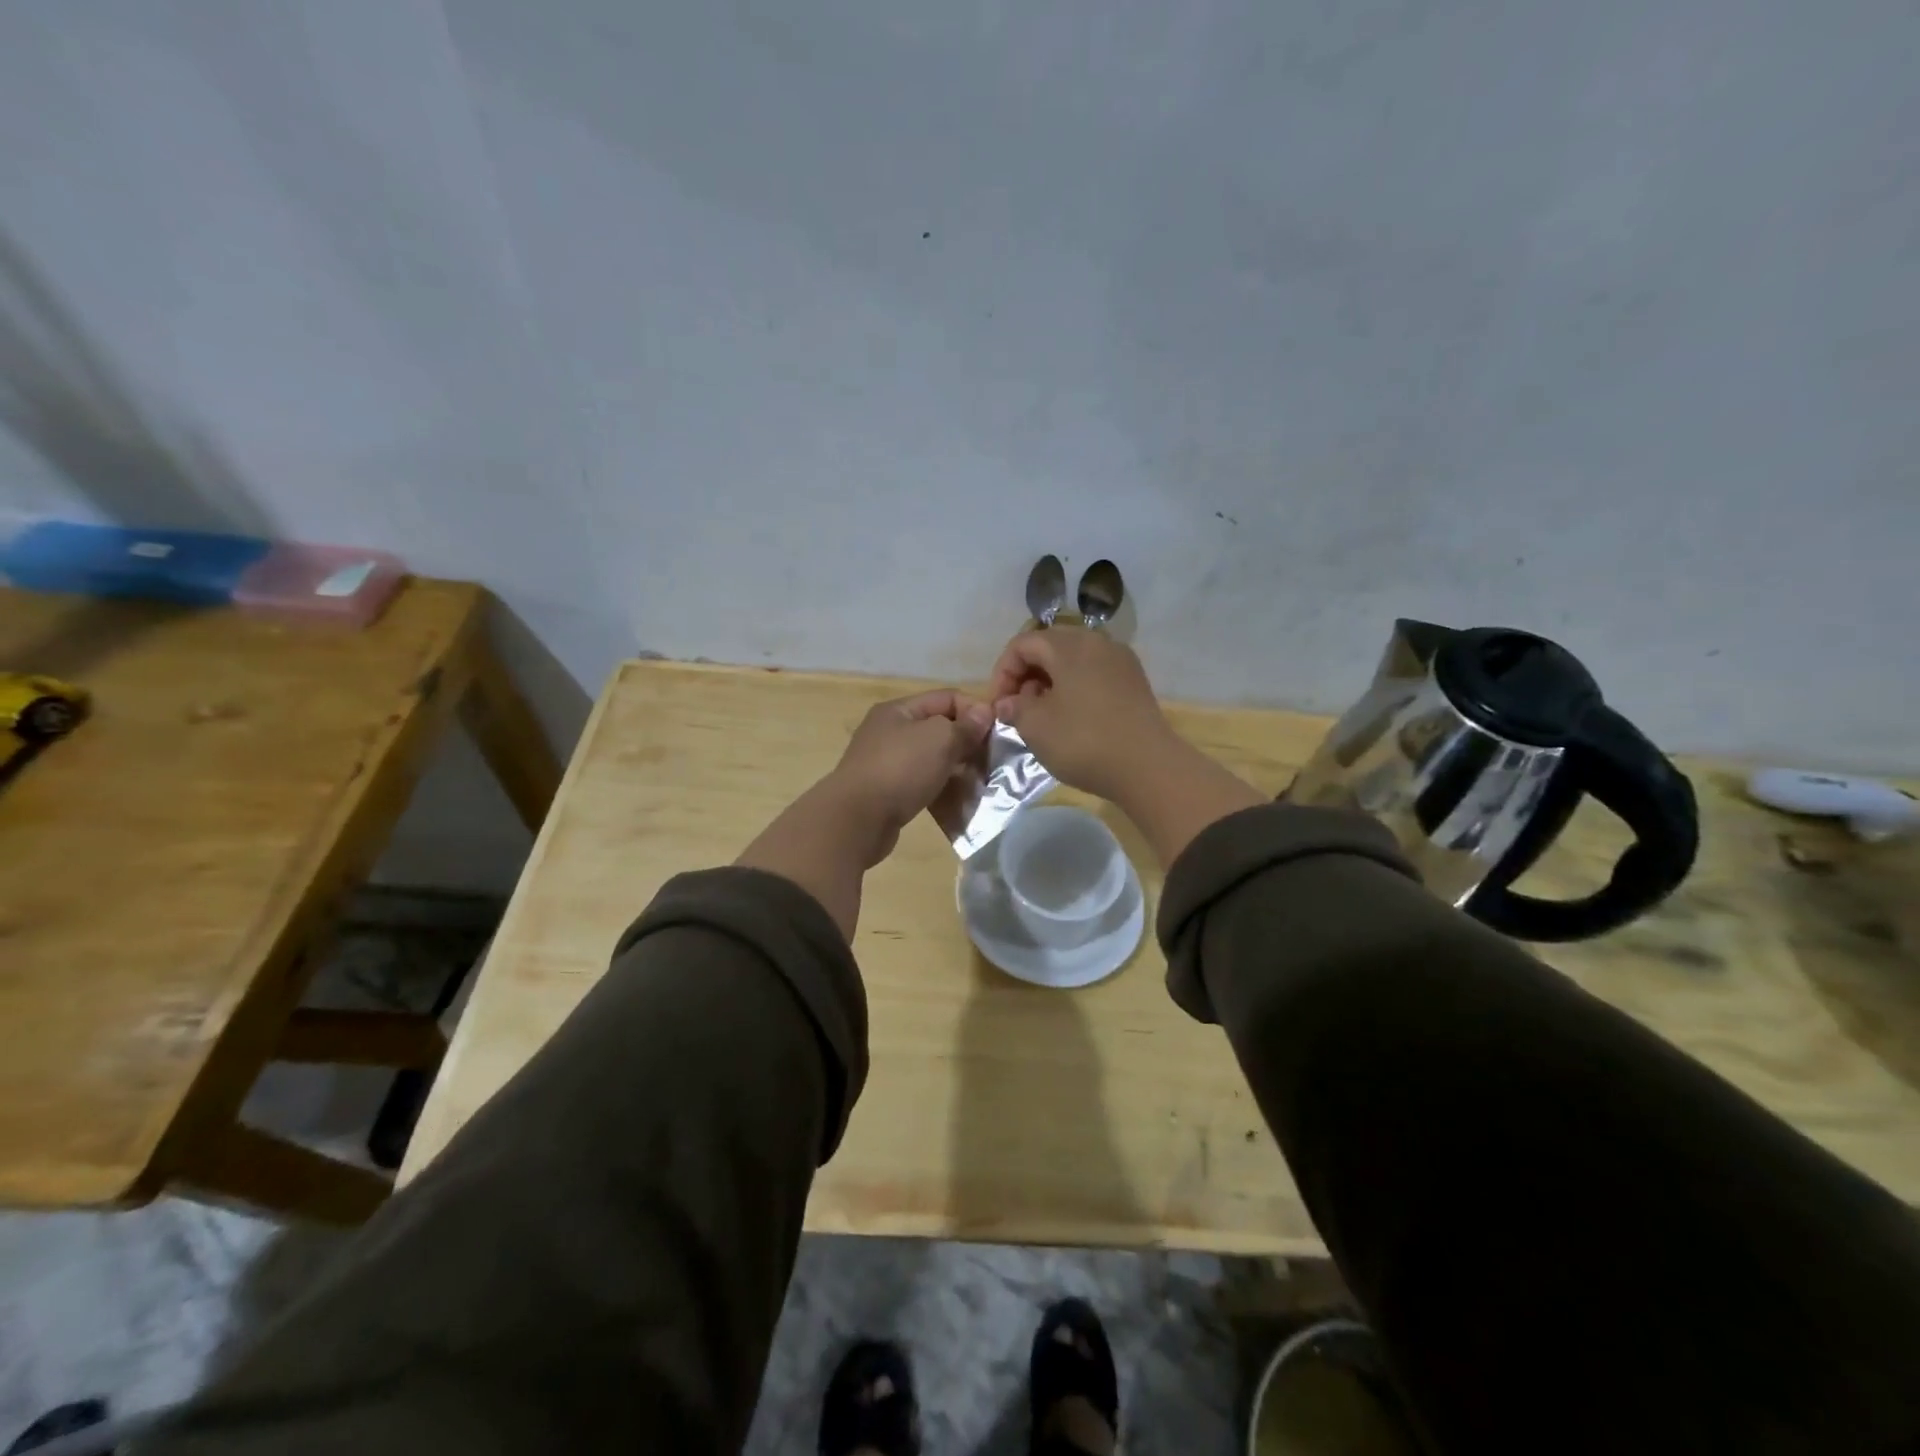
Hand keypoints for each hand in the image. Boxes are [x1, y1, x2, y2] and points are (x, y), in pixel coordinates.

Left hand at [827, 689, 993, 860]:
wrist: (856, 820)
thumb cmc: (900, 770)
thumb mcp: (939, 740)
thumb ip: (965, 726)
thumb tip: (985, 712)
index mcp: (899, 710)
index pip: (947, 697)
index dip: (975, 710)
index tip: (999, 732)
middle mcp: (890, 731)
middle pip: (939, 728)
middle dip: (968, 741)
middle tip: (993, 760)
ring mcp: (886, 762)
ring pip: (932, 757)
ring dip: (957, 767)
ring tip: (981, 780)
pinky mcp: (887, 791)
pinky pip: (922, 781)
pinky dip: (941, 787)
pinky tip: (959, 798)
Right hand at [987, 626, 1177, 799]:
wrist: (1148, 768)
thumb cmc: (1084, 741)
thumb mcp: (1036, 727)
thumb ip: (1015, 708)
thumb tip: (1009, 702)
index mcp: (1069, 645)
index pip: (1022, 644)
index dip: (1002, 672)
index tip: (999, 705)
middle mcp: (1097, 642)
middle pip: (1049, 646)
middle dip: (1026, 674)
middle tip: (1017, 707)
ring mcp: (1120, 661)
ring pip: (1073, 660)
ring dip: (1050, 682)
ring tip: (1042, 715)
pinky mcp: (1134, 682)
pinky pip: (1094, 673)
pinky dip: (1075, 688)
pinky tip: (1071, 717)